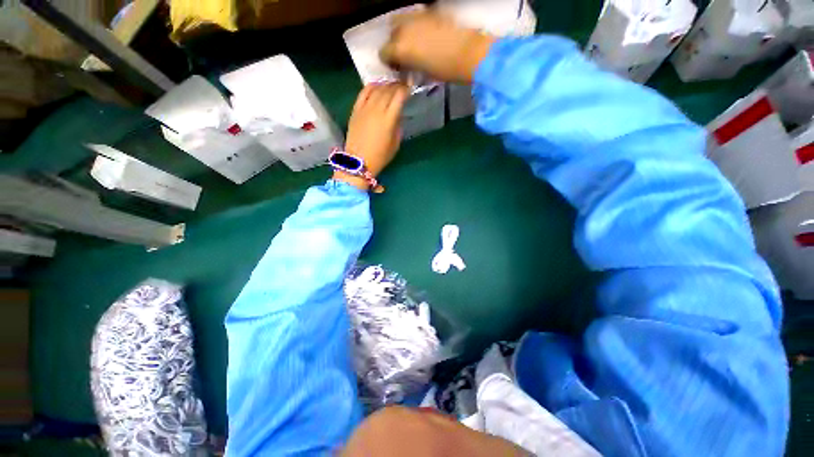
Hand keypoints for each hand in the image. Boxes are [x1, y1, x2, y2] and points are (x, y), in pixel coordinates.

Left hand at [336, 82, 408, 189]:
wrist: (358, 161)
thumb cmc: (380, 157)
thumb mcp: (395, 144)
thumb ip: (398, 127)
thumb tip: (398, 115)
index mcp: (389, 119)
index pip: (399, 97)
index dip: (406, 89)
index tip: (410, 88)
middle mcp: (377, 110)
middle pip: (389, 90)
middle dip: (397, 85)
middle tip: (402, 85)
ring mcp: (365, 108)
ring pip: (377, 89)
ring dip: (386, 85)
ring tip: (391, 85)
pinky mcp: (356, 110)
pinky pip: (363, 93)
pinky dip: (371, 86)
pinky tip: (377, 86)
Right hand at [380, 10, 496, 83]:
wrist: (469, 53)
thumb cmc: (445, 70)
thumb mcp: (421, 73)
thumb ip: (408, 66)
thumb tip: (403, 66)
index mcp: (400, 47)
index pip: (384, 52)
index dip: (390, 61)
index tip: (398, 68)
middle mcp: (404, 27)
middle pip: (391, 32)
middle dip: (395, 43)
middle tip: (405, 55)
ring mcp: (417, 16)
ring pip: (402, 20)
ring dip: (404, 32)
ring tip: (415, 44)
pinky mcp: (430, 12)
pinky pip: (415, 17)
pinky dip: (416, 26)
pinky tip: (425, 35)